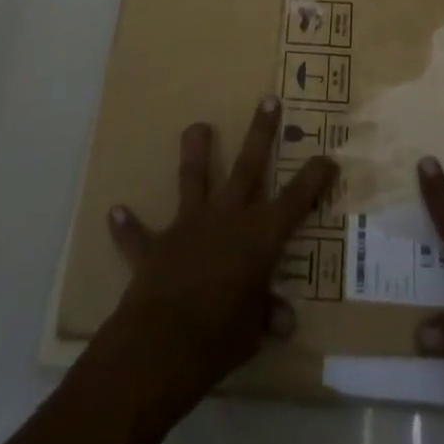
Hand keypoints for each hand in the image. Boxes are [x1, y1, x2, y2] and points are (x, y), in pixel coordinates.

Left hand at [90, 97, 336, 423]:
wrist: (162, 344)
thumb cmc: (220, 338)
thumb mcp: (253, 332)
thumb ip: (268, 317)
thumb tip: (285, 321)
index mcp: (260, 236)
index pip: (297, 199)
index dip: (315, 177)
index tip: (328, 157)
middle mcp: (228, 217)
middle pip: (248, 165)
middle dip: (261, 131)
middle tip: (268, 98)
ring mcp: (190, 225)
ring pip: (194, 176)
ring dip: (194, 151)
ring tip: (196, 126)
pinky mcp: (156, 245)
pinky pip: (138, 234)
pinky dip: (127, 225)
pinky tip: (114, 212)